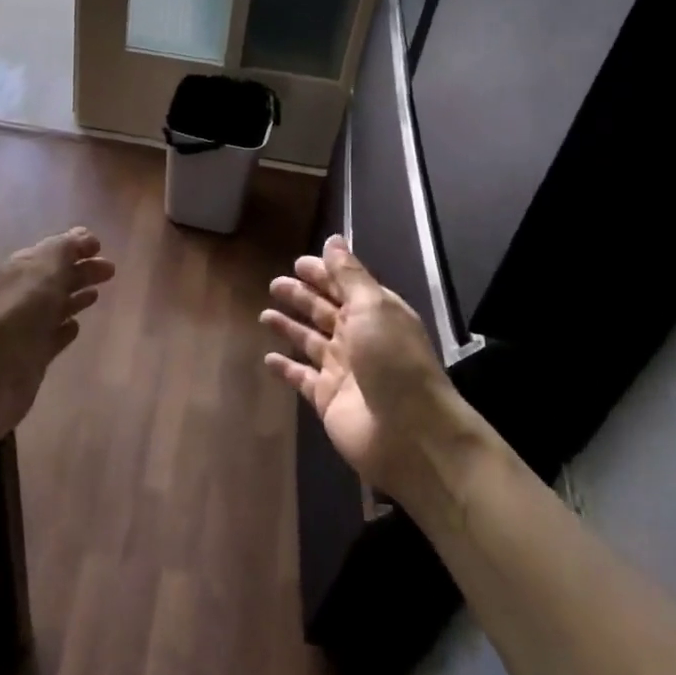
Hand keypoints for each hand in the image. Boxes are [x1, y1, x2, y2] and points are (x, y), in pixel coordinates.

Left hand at [0, 227, 115, 447]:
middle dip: (81, 270)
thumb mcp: (42, 271)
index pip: (51, 251)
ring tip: (97, 294)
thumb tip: (82, 234)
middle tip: (110, 271)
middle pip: (55, 277)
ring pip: (55, 306)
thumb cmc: (17, 315)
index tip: (100, 246)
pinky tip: (76, 327)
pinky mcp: (31, 357)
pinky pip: (52, 337)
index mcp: (19, 269)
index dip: (74, 246)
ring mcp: (25, 327)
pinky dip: (65, 329)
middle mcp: (20, 295)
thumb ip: (64, 250)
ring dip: (75, 297)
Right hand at [261, 235, 464, 496]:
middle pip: (324, 311)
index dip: (322, 273)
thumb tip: (333, 240)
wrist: (410, 434)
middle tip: (275, 284)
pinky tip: (267, 359)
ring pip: (310, 341)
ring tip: (265, 314)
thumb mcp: (373, 307)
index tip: (297, 262)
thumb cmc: (393, 360)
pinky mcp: (326, 398)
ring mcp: (342, 370)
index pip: (343, 286)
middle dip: (302, 296)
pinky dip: (285, 368)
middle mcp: (358, 338)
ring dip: (290, 327)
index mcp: (374, 313)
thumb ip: (349, 275)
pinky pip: (300, 377)